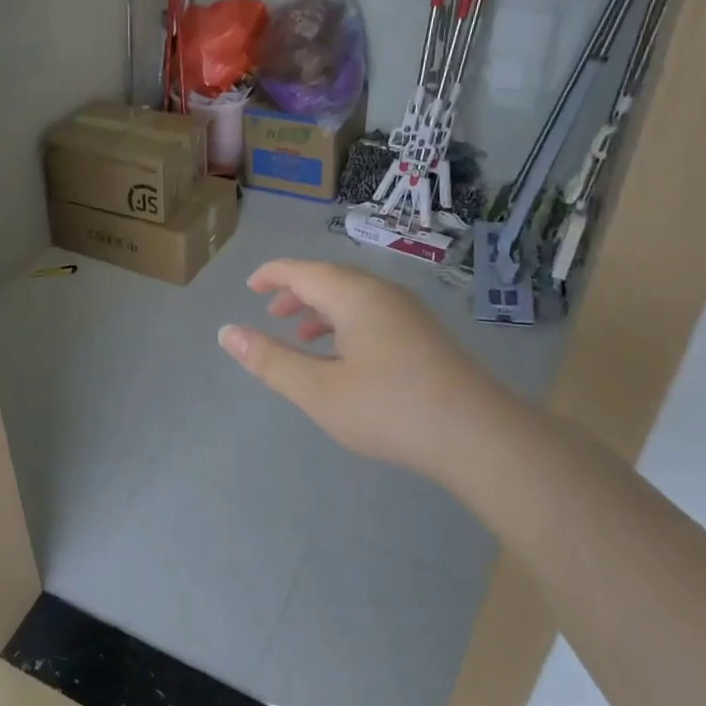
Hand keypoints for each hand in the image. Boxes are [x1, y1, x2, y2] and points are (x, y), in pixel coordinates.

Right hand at [218, 259, 490, 482]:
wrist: (477, 435)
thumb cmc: (389, 409)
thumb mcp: (318, 390)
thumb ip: (271, 361)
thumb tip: (228, 333)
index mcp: (354, 297)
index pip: (303, 271)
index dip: (273, 275)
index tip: (250, 287)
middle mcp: (383, 294)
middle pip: (331, 279)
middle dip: (297, 292)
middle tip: (271, 312)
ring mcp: (409, 314)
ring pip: (355, 297)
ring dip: (322, 309)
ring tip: (301, 336)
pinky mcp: (425, 335)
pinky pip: (374, 313)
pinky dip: (346, 323)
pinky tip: (344, 356)